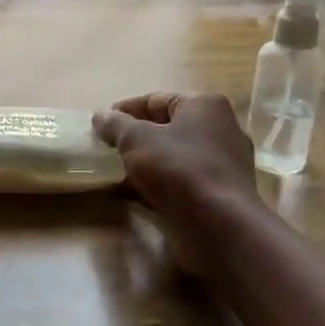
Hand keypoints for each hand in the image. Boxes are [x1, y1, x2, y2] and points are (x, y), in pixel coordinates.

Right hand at [92, 92, 259, 252]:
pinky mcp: (221, 194)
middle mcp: (221, 129)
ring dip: (146, 162)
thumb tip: (100, 116)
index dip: (125, 110)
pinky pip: (183, 180)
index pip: (156, 99)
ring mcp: (224, 164)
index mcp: (205, 106)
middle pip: (168, 127)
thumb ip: (115, 124)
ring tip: (116, 171)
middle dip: (136, 137)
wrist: (218, 226)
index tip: (100, 124)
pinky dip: (160, 183)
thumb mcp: (135, 139)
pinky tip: (135, 193)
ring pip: (175, 156)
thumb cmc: (177, 168)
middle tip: (107, 148)